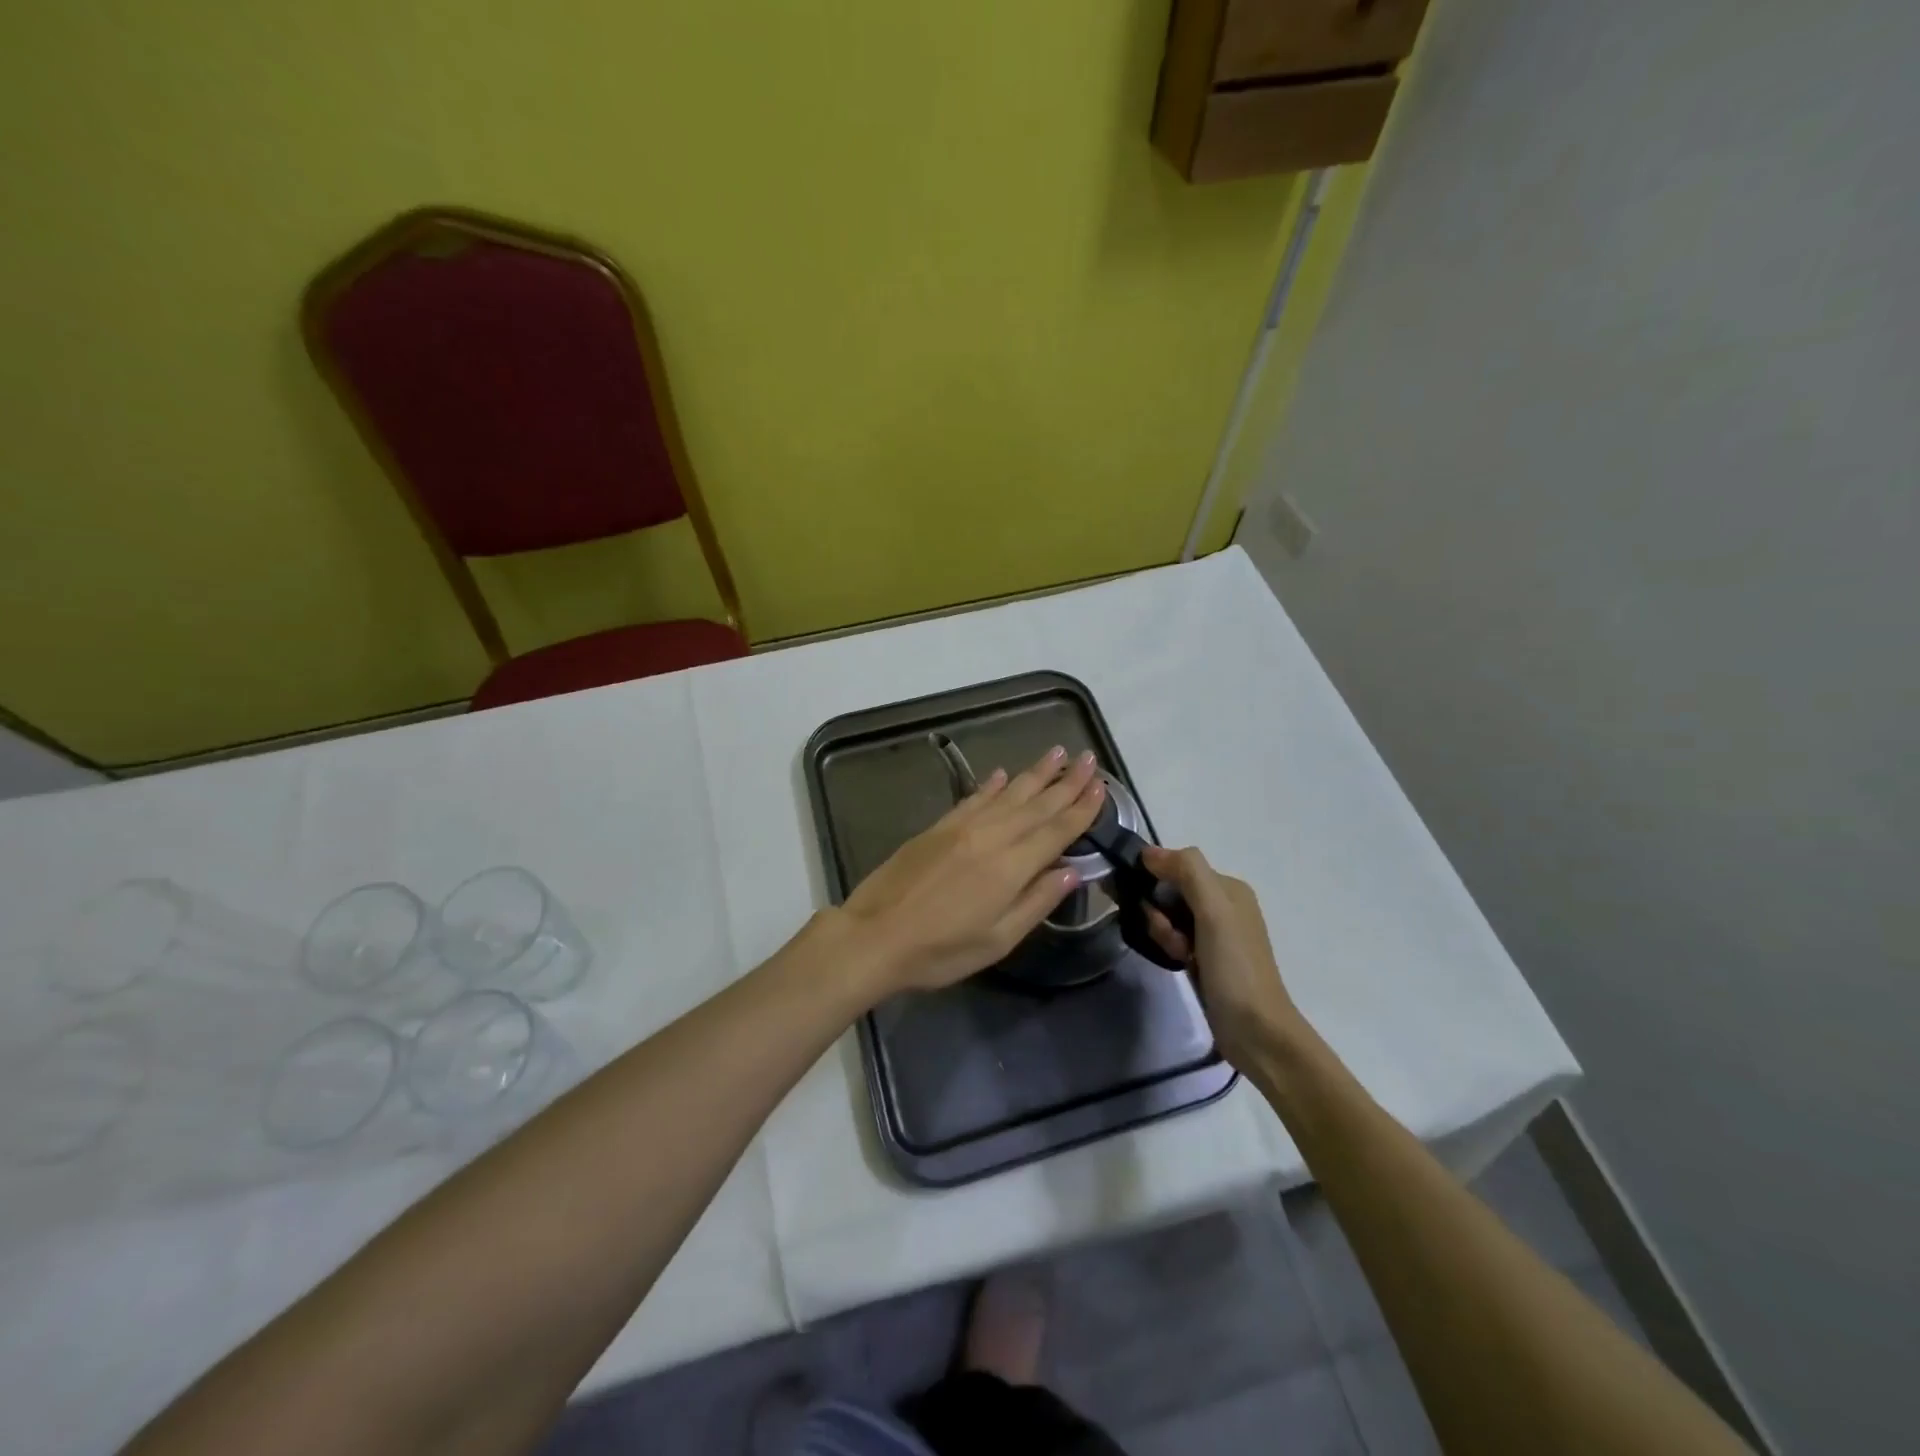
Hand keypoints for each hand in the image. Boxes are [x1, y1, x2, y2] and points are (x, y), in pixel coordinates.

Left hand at [836, 747, 1105, 993]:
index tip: (1101, 786)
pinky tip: (1003, 774)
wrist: (875, 936)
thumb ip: (1036, 902)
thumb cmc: (940, 950)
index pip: (1056, 830)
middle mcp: (991, 837)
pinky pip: (973, 798)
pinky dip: (991, 784)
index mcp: (1011, 867)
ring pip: (1008, 794)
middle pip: (1037, 804)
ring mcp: (962, 827)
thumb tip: (1071, 871)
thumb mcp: (997, 940)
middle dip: (1066, 781)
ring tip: (1057, 752)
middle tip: (1088, 758)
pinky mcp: (938, 827)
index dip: (1082, 808)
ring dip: (1035, 773)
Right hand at [1141, 846, 1302, 1070]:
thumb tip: (1148, 852)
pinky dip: (1171, 947)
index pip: (1177, 865)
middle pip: (1171, 891)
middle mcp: (1223, 904)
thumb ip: (1187, 872)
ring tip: (1179, 955)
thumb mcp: (1214, 911)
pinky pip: (1175, 938)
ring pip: (1169, 916)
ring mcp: (1215, 933)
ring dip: (1164, 932)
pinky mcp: (1206, 958)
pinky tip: (1179, 963)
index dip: (1156, 880)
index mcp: (1229, 887)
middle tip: (1171, 937)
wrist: (1256, 1032)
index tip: (1148, 905)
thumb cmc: (1235, 968)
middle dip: (1160, 912)